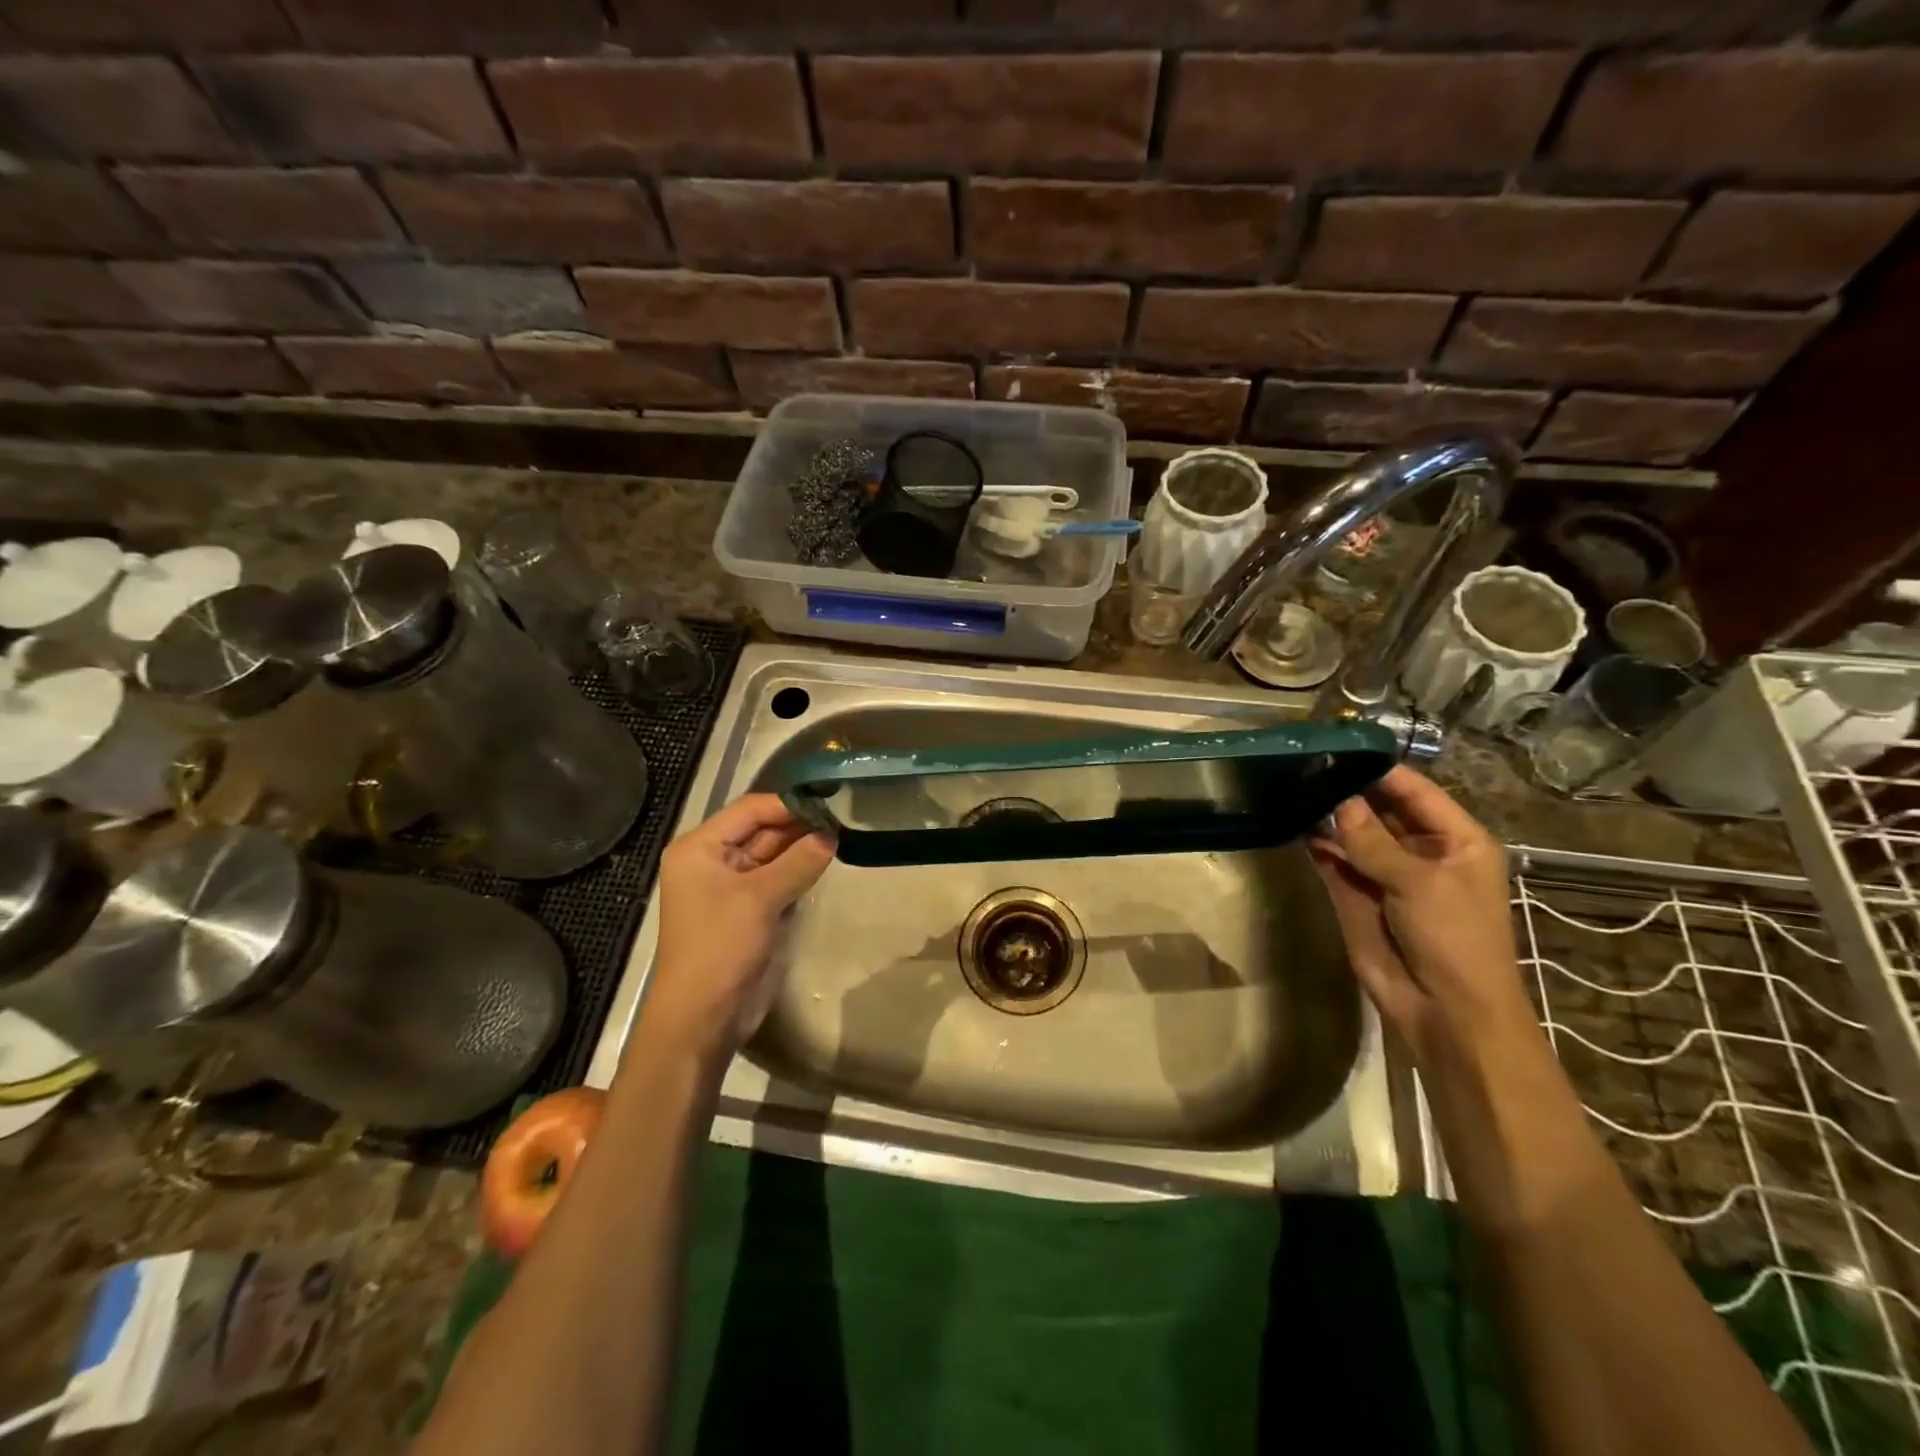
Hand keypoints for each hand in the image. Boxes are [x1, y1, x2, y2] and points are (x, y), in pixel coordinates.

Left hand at [641, 794, 835, 1060]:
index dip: (788, 805)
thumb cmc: (721, 947)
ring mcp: (732, 886)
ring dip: (803, 848)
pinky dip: (799, 872)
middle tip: (843, 818)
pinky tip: (826, 862)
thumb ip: (798, 861)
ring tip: (841, 835)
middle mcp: (713, 860)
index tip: (830, 802)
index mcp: (700, 848)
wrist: (703, 1016)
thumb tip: (832, 834)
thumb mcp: (760, 898)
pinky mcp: (750, 910)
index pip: (750, 810)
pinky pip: (778, 879)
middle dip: (799, 826)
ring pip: (773, 855)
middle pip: (762, 830)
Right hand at [1309, 766, 1537, 1069]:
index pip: (1415, 791)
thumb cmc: (1454, 940)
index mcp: (1456, 841)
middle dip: (1348, 789)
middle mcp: (1420, 850)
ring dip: (1328, 814)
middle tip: (1305, 762)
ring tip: (1292, 784)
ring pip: (1353, 832)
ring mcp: (1386, 873)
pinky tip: (1293, 820)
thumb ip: (1374, 841)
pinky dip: (1316, 843)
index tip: (1340, 745)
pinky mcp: (1357, 895)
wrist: (1446, 1013)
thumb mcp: (1419, 884)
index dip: (1381, 769)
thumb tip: (1338, 800)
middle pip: (1381, 808)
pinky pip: (1334, 860)